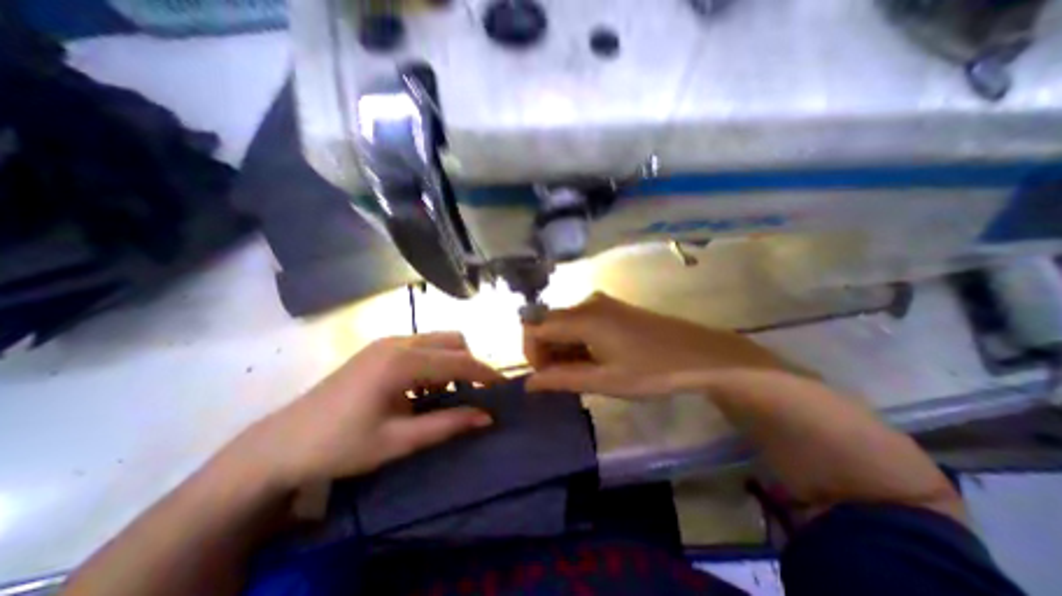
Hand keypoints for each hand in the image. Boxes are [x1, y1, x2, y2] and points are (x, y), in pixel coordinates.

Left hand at [228, 334, 503, 489]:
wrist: (280, 444)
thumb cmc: (340, 445)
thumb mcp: (399, 440)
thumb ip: (447, 424)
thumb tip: (487, 417)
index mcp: (403, 362)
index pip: (459, 361)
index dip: (485, 373)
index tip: (503, 386)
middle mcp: (399, 342)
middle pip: (452, 341)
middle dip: (470, 363)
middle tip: (476, 391)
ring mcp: (387, 342)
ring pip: (438, 341)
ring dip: (452, 362)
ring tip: (449, 393)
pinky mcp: (380, 348)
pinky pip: (421, 346)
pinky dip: (434, 362)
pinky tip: (424, 388)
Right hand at [524, 290, 782, 395]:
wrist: (699, 353)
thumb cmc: (652, 370)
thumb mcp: (604, 380)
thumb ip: (562, 379)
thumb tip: (529, 383)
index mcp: (583, 317)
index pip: (535, 326)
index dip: (531, 352)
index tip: (544, 376)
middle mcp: (587, 303)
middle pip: (548, 323)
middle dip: (547, 352)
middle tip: (564, 380)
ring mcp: (601, 303)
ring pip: (564, 323)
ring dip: (563, 348)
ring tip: (582, 373)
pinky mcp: (612, 308)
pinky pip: (581, 321)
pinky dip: (577, 341)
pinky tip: (594, 359)